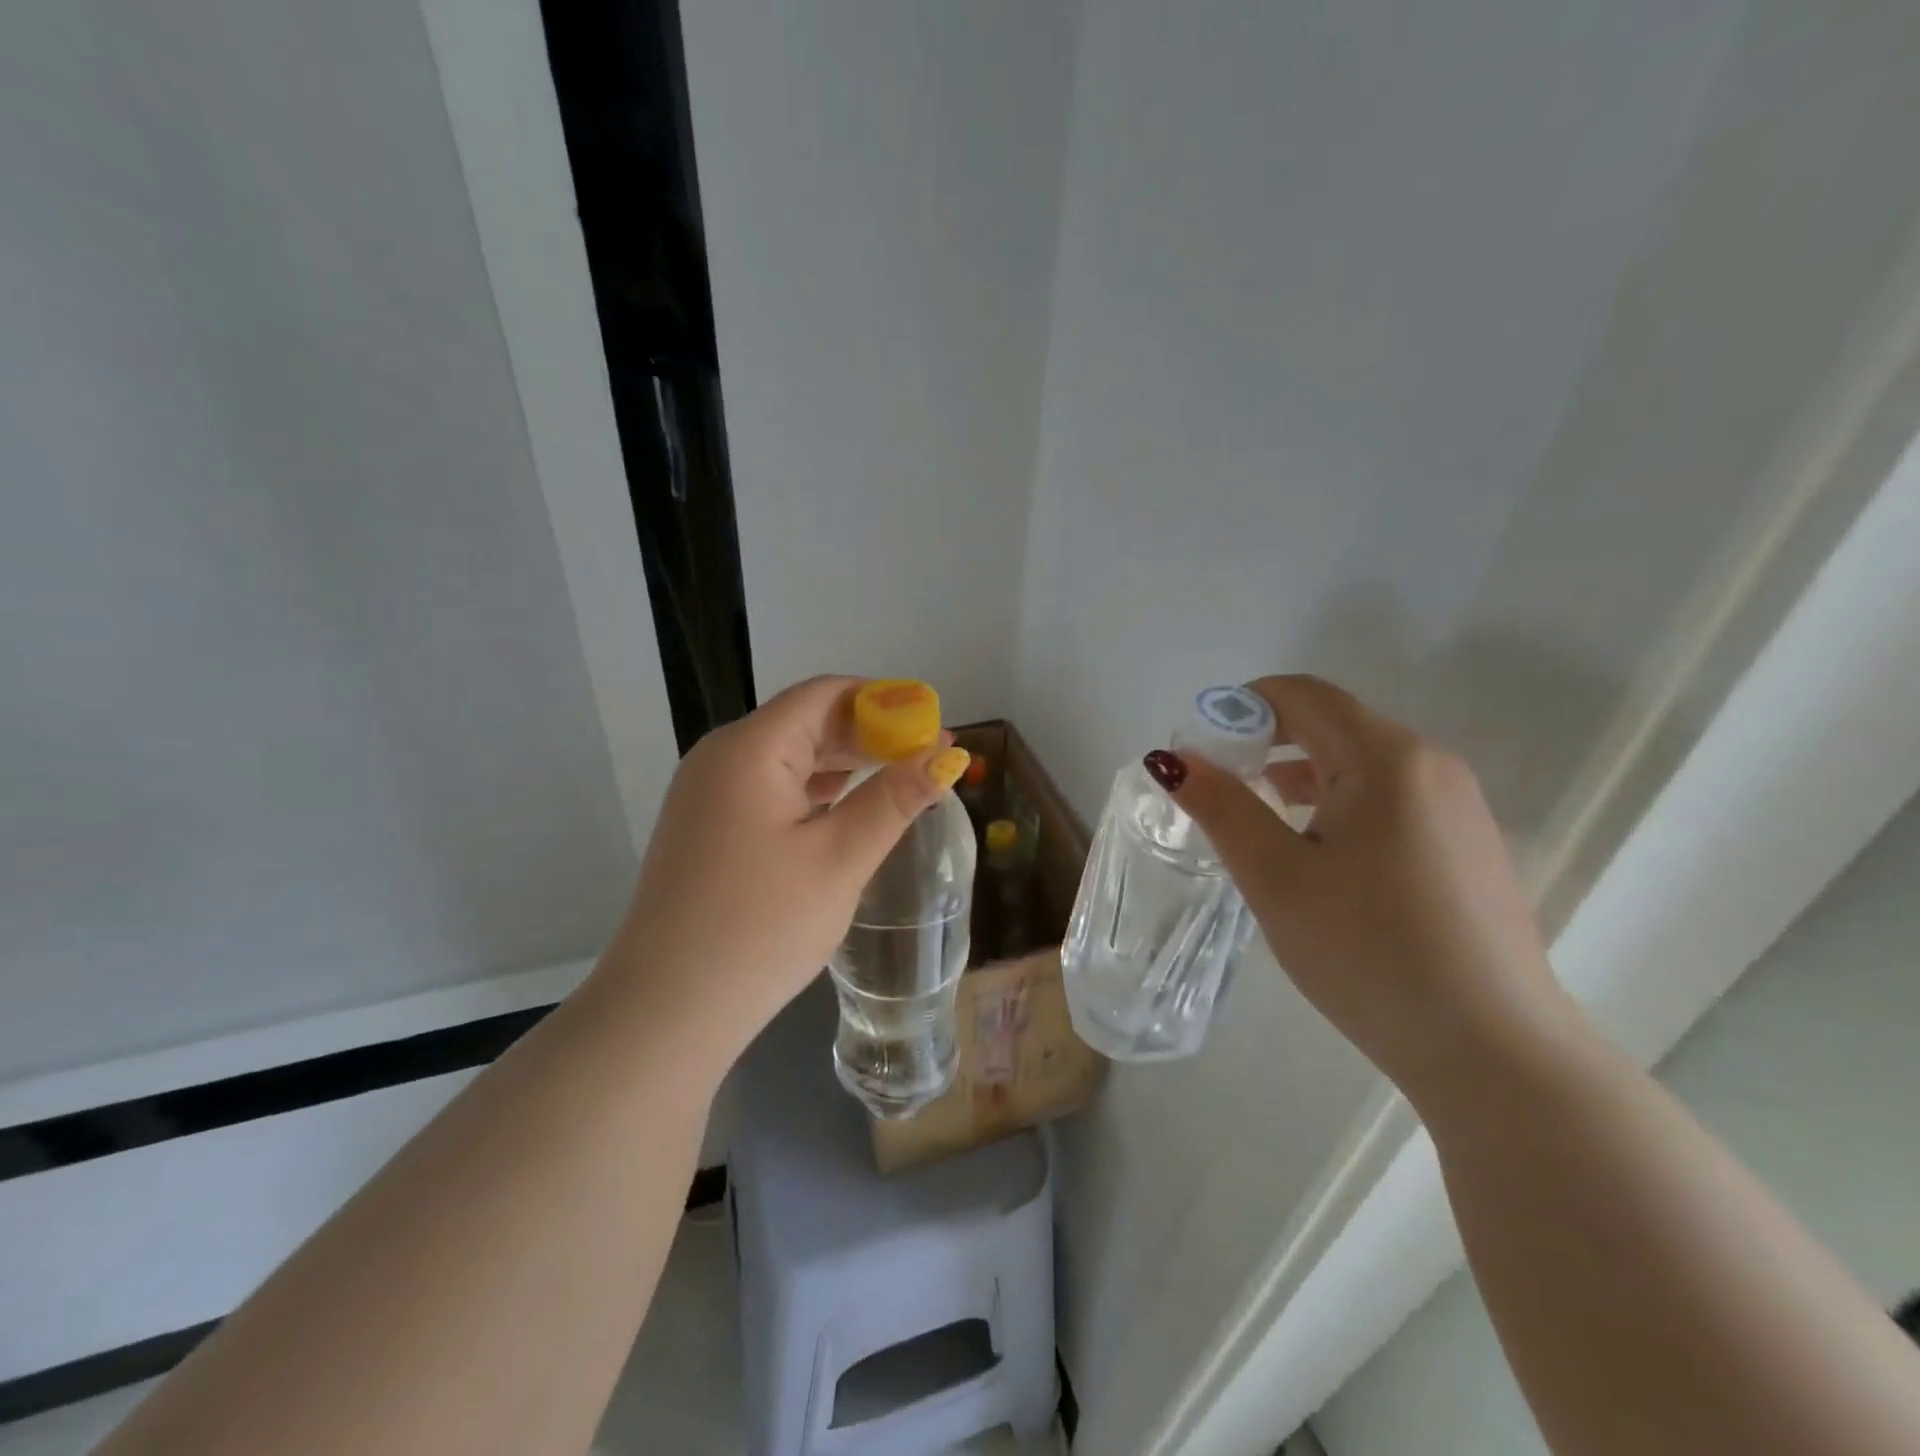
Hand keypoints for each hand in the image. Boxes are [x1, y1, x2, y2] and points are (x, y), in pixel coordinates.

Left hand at [594, 676, 968, 1063]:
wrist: (666, 1010)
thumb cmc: (760, 927)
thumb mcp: (840, 859)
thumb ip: (895, 798)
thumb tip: (947, 754)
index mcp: (750, 749)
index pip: (824, 694)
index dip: (883, 700)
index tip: (932, 723)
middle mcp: (722, 757)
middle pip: (805, 721)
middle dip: (868, 733)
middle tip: (927, 756)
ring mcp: (707, 794)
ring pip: (787, 757)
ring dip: (843, 763)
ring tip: (898, 778)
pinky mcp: (706, 827)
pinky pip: (768, 789)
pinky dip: (813, 791)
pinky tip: (846, 808)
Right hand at [1158, 675, 1573, 1099]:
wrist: (1495, 1052)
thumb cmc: (1369, 952)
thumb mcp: (1277, 877)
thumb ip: (1222, 807)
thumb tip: (1172, 759)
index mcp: (1387, 759)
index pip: (1303, 695)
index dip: (1242, 707)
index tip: (1203, 750)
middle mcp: (1432, 765)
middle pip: (1333, 724)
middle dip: (1268, 742)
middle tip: (1221, 788)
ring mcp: (1460, 805)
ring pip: (1362, 763)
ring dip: (1301, 774)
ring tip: (1260, 821)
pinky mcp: (1470, 844)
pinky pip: (1392, 798)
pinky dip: (1341, 802)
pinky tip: (1320, 856)